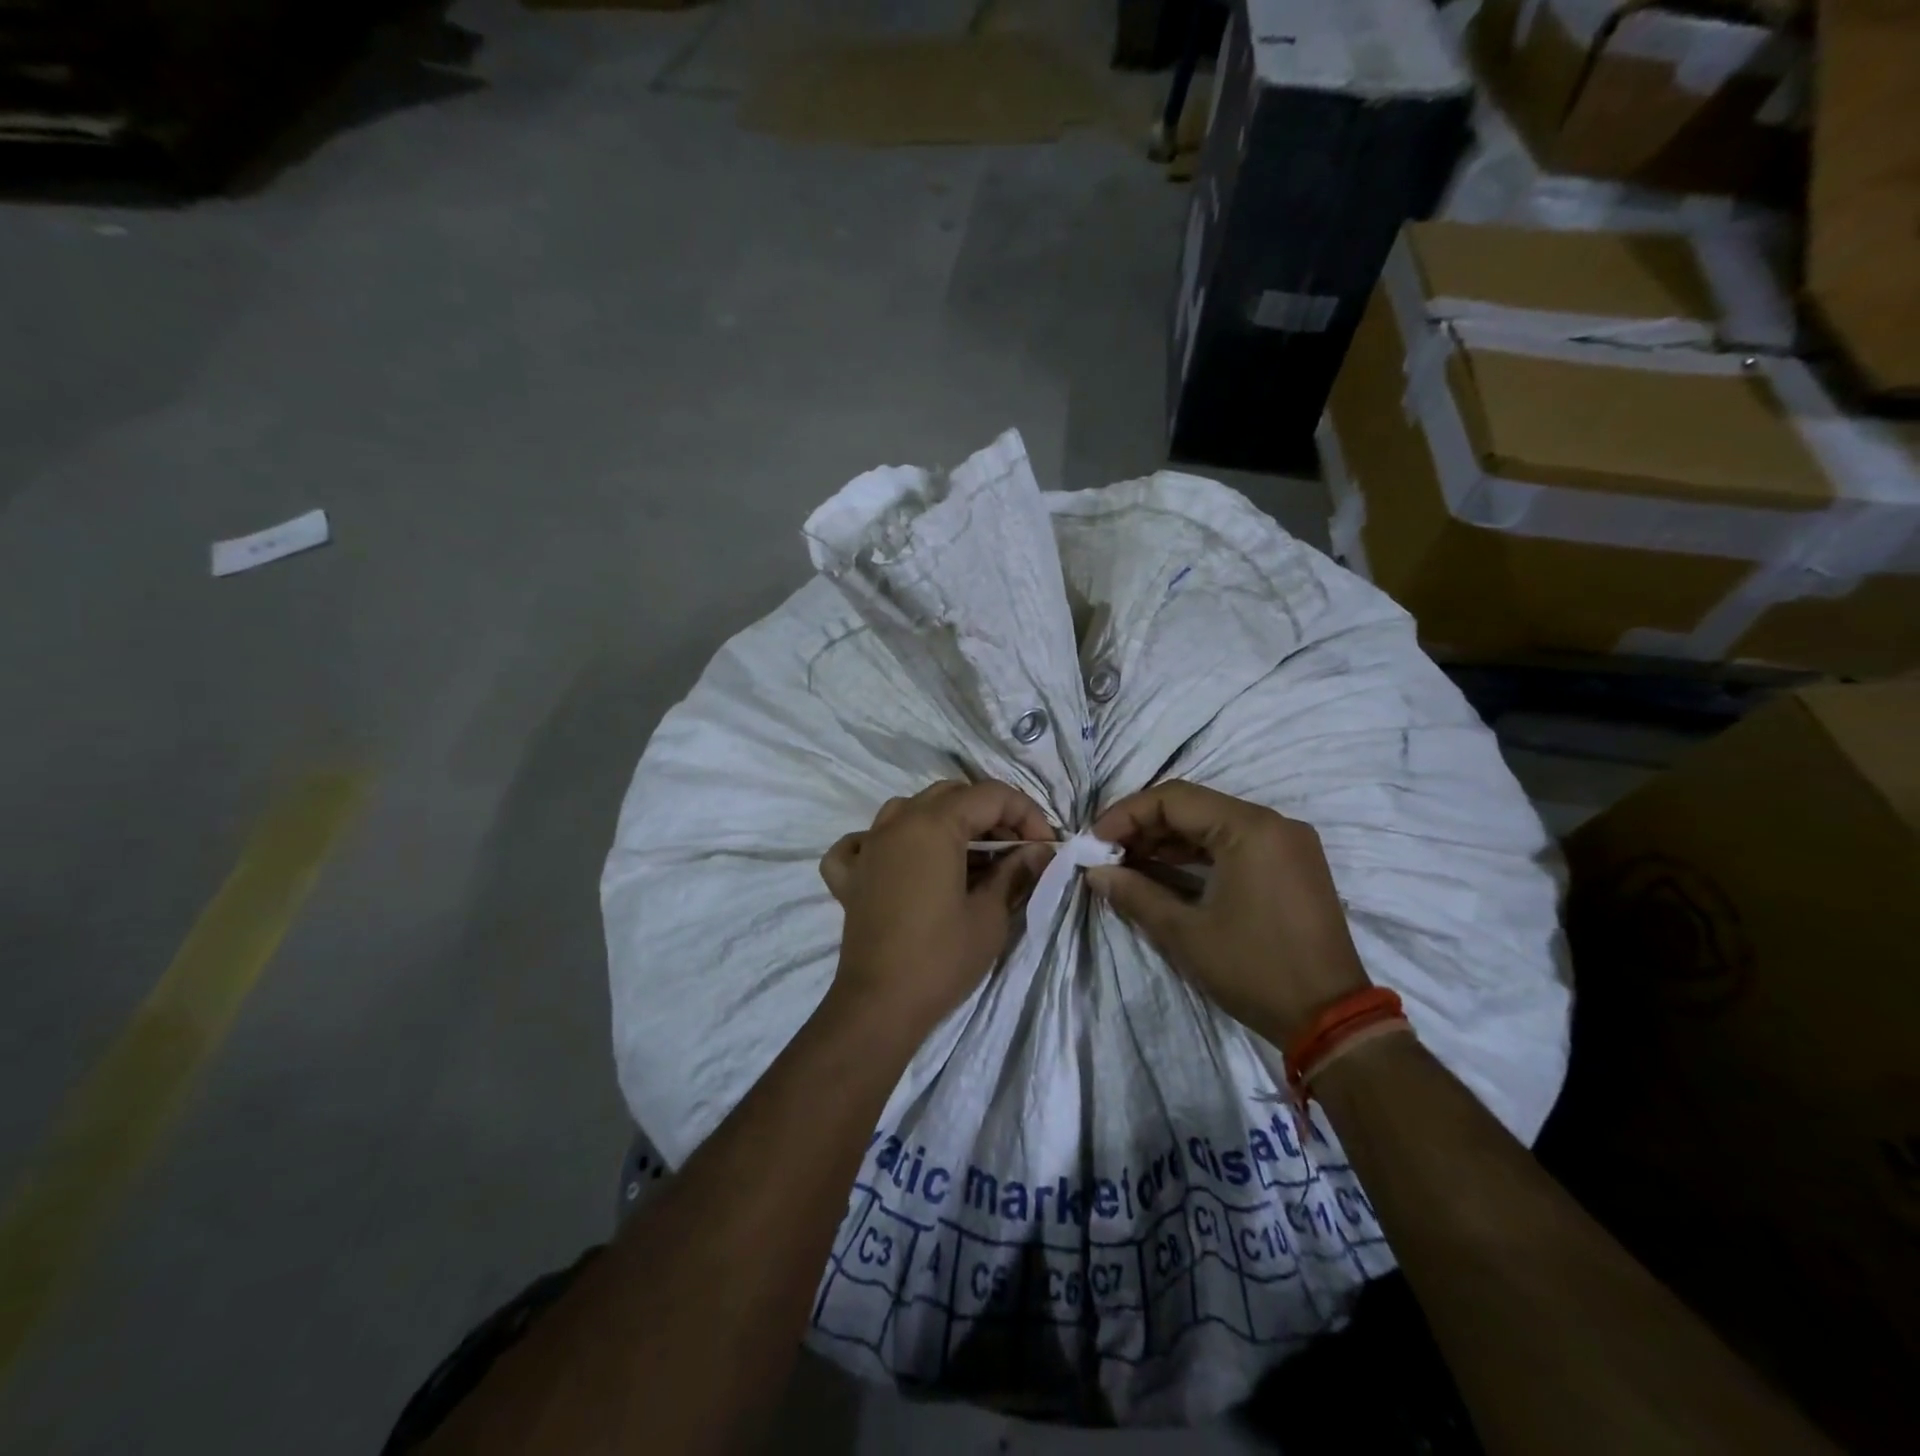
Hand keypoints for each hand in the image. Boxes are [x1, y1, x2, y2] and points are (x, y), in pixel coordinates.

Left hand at [820, 780, 1055, 1043]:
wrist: (880, 1006)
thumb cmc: (941, 958)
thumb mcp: (990, 914)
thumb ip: (1014, 872)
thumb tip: (1039, 851)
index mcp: (934, 824)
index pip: (990, 796)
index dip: (1027, 814)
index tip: (1045, 848)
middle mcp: (897, 822)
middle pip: (952, 796)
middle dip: (991, 815)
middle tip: (1016, 851)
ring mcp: (868, 846)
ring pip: (910, 809)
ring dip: (945, 822)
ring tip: (969, 856)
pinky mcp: (850, 875)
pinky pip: (863, 842)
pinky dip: (885, 843)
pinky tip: (899, 862)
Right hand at [1086, 781, 1367, 1046]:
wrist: (1332, 1020)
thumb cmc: (1254, 970)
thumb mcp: (1185, 934)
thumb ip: (1136, 894)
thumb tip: (1096, 873)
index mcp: (1250, 828)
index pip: (1173, 799)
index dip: (1126, 814)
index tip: (1094, 841)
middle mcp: (1273, 823)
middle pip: (1194, 806)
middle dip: (1145, 826)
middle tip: (1107, 854)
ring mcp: (1287, 843)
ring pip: (1213, 823)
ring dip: (1169, 839)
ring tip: (1128, 863)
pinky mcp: (1292, 864)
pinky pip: (1236, 842)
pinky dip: (1198, 853)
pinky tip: (1166, 871)